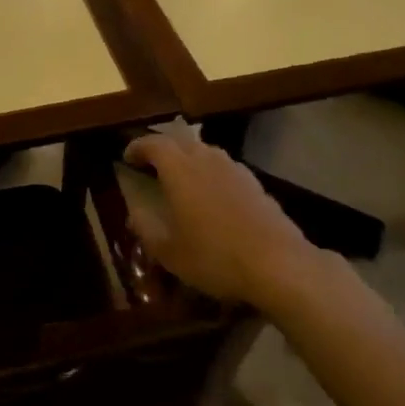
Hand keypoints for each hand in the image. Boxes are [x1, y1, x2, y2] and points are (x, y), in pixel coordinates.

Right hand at [122, 132, 329, 306]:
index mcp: (180, 170)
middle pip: (180, 141)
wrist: (278, 264)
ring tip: (180, 179)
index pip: (154, 144)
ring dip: (188, 159)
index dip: (137, 147)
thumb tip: (133, 212)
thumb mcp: (168, 251)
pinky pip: (224, 167)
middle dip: (162, 149)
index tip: (126, 157)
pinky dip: (210, 173)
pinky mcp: (255, 183)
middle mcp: (206, 159)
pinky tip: (212, 196)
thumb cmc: (214, 256)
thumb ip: (145, 227)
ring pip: (205, 152)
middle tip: (150, 165)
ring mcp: (235, 169)